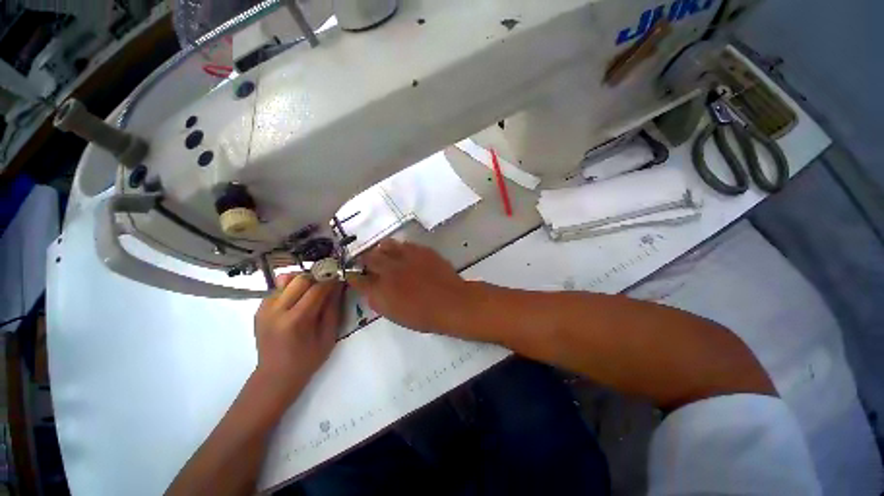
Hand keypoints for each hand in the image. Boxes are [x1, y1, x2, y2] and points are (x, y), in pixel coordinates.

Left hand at [253, 273, 343, 399]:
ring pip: (286, 279)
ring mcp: (264, 309)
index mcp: (296, 320)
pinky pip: (278, 288)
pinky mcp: (259, 309)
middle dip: (316, 278)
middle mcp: (277, 311)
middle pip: (299, 279)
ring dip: (302, 281)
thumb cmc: (307, 359)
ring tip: (312, 290)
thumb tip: (338, 285)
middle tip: (326, 284)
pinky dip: (291, 288)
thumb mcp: (328, 336)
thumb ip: (333, 308)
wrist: (275, 376)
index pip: (316, 289)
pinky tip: (298, 299)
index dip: (331, 281)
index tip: (339, 279)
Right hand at [349, 239, 471, 333]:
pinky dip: (400, 248)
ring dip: (382, 250)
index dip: (353, 275)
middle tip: (370, 263)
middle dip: (366, 260)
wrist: (451, 303)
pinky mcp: (420, 250)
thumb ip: (378, 300)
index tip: (354, 274)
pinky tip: (405, 253)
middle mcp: (389, 270)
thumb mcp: (395, 314)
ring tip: (386, 254)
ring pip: (385, 245)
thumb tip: (370, 290)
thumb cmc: (423, 316)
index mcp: (380, 290)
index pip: (357, 278)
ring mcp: (406, 257)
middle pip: (368, 257)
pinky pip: (405, 243)